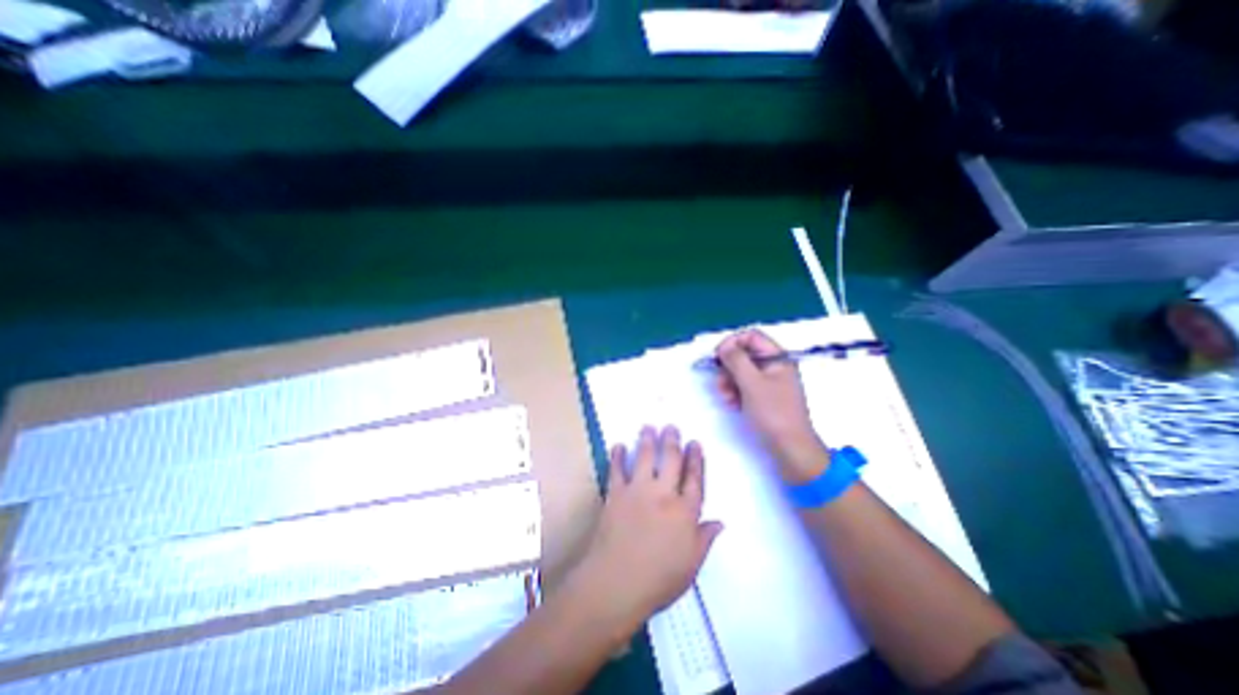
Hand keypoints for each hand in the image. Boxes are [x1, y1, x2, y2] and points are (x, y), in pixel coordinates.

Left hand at [573, 426, 727, 622]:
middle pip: (670, 461)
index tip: (695, 443)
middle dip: (672, 441)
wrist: (617, 583)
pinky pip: (617, 470)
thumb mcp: (691, 565)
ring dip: (647, 440)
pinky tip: (618, 445)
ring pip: (644, 458)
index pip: (694, 479)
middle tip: (671, 426)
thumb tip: (719, 522)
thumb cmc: (659, 579)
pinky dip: (617, 456)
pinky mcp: (615, 494)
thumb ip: (705, 539)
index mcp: (685, 511)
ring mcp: (637, 491)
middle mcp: (663, 494)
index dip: (696, 459)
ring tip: (648, 426)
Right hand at [711, 326, 825, 478]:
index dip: (732, 343)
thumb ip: (736, 360)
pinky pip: (745, 386)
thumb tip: (724, 346)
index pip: (751, 336)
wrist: (791, 449)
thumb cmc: (774, 413)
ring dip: (729, 381)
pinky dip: (736, 391)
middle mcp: (774, 366)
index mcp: (778, 358)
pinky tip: (732, 404)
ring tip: (726, 397)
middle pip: (745, 354)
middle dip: (728, 366)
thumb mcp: (752, 383)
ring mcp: (770, 382)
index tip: (717, 357)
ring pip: (742, 371)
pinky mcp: (765, 397)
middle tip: (719, 381)